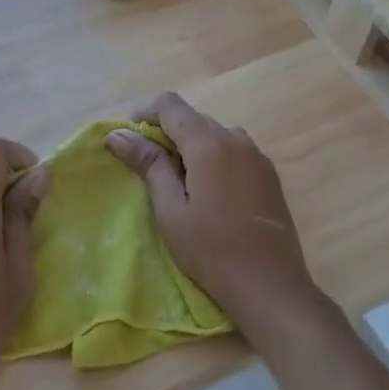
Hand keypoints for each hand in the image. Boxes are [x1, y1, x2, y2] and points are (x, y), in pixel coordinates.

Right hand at [106, 92, 319, 336]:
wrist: (270, 285)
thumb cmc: (211, 250)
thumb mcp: (170, 209)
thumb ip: (148, 165)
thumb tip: (118, 134)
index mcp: (209, 144)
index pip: (170, 104)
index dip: (144, 112)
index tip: (127, 137)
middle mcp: (236, 139)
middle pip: (194, 117)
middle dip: (166, 131)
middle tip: (146, 165)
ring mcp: (257, 156)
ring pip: (215, 134)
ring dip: (191, 145)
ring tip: (177, 179)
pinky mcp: (269, 175)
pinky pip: (234, 150)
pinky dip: (214, 157)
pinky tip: (208, 190)